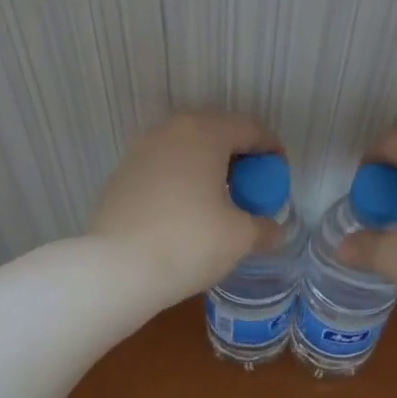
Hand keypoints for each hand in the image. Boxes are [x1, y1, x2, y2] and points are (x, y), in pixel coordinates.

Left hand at [88, 113, 284, 304]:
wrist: (116, 269)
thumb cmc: (188, 243)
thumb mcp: (240, 237)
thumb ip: (264, 227)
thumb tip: (272, 230)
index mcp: (203, 133)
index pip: (249, 128)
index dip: (271, 150)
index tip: (280, 175)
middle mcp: (168, 131)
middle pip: (215, 133)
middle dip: (239, 158)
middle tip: (252, 188)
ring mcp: (139, 152)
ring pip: (185, 151)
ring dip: (208, 169)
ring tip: (220, 202)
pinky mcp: (120, 176)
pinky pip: (163, 170)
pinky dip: (181, 182)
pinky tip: (186, 213)